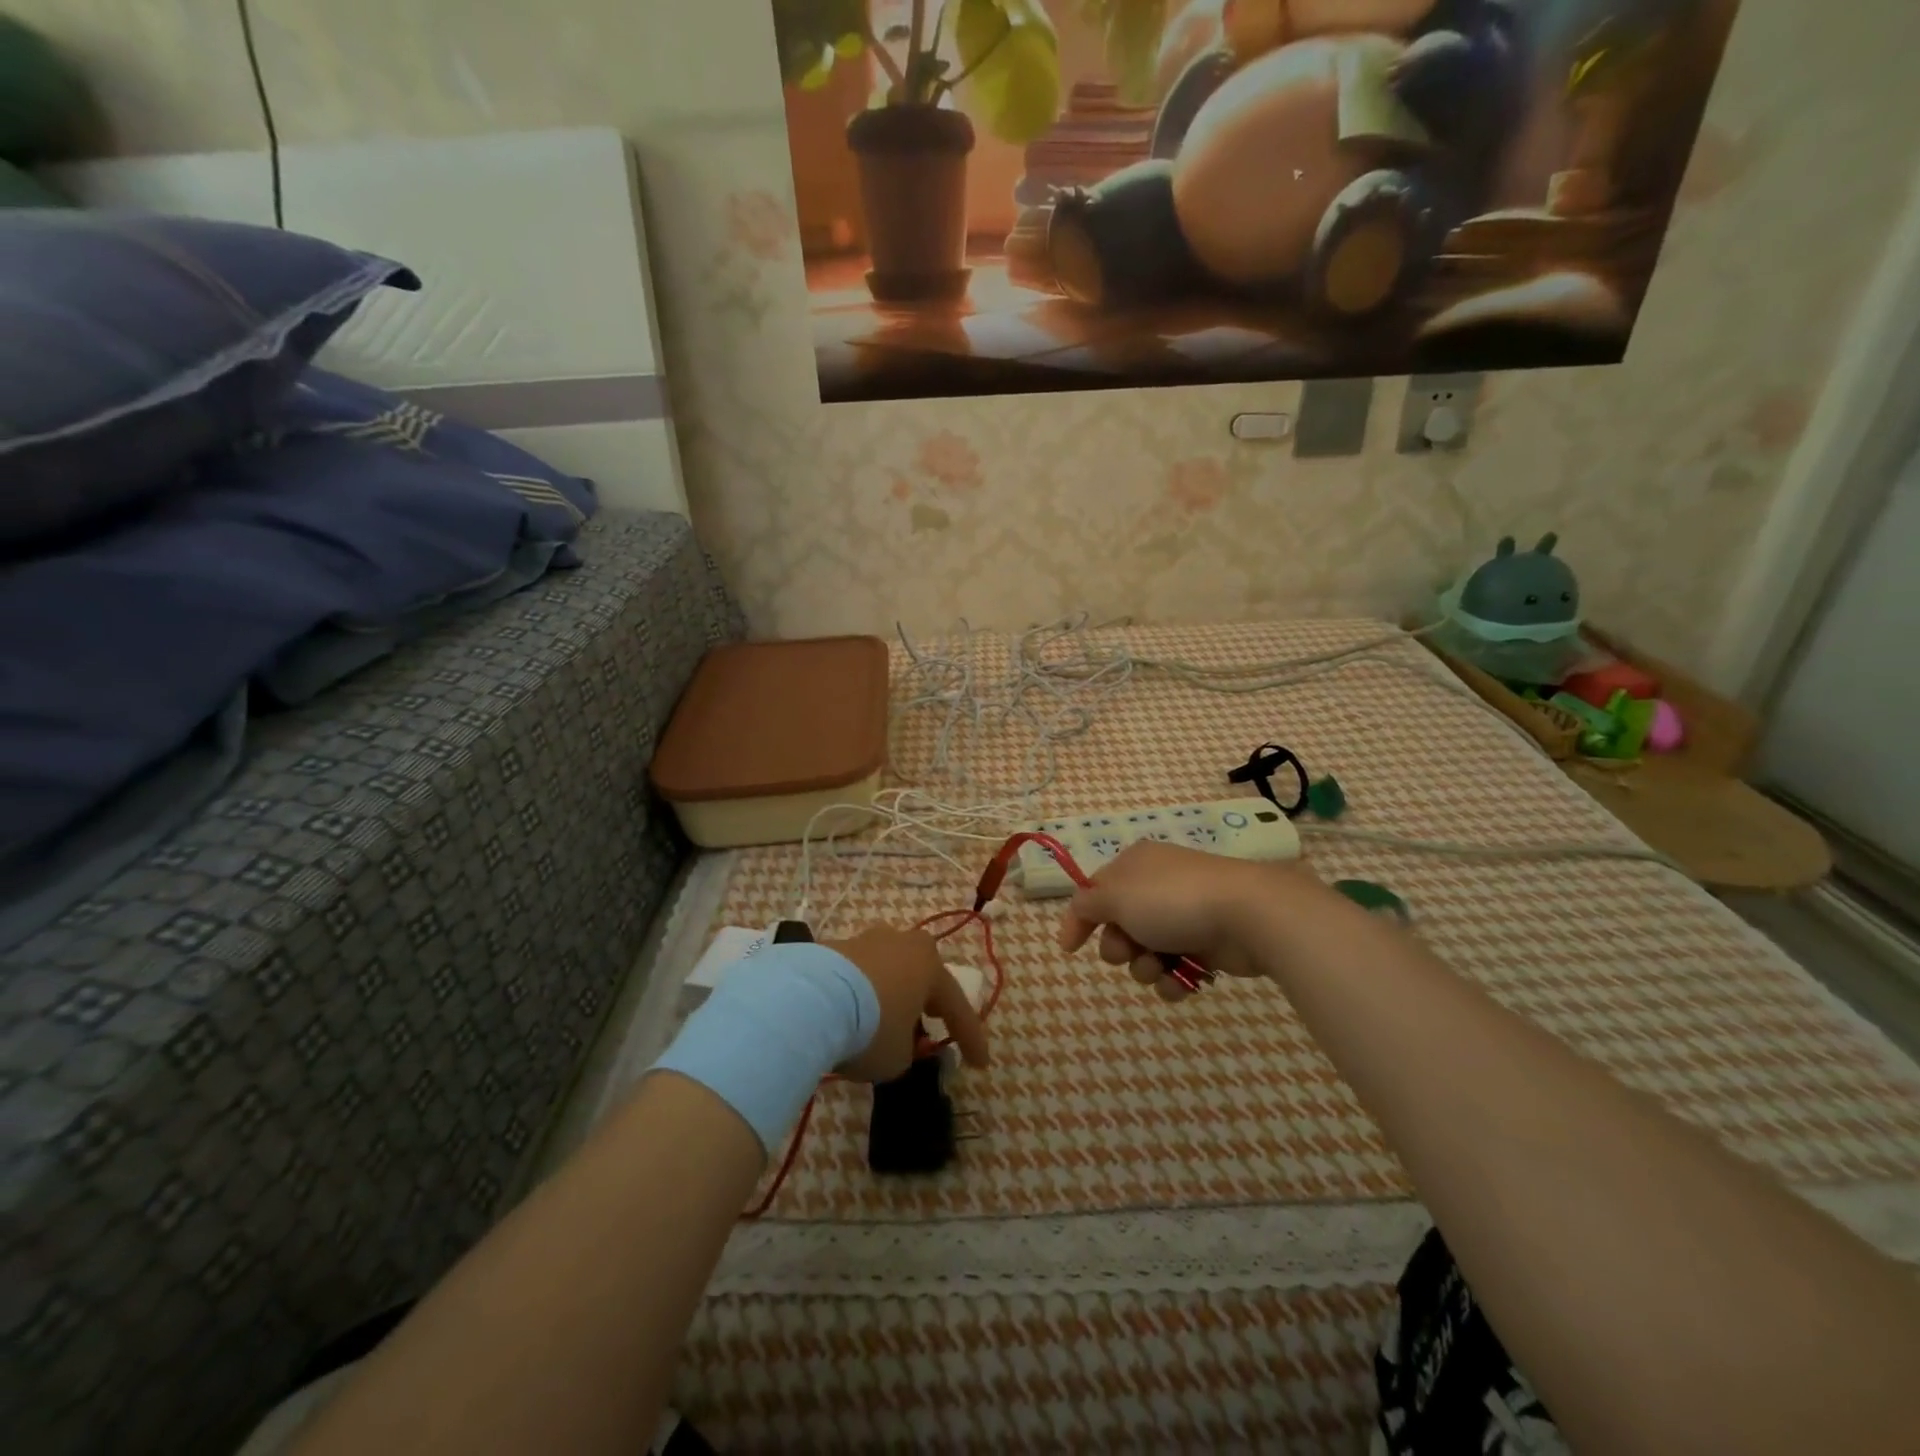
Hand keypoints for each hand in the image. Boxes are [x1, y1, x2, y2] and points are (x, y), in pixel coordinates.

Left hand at [823, 927, 989, 1081]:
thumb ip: (907, 1049)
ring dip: (891, 993)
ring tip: (886, 1017)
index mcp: (930, 965)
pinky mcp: (832, 948)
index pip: (957, 1006)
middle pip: (921, 974)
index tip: (980, 1064)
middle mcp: (902, 944)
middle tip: (934, 1019)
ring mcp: (865, 941)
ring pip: (887, 969)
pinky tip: (852, 1013)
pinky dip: (860, 994)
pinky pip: (857, 975)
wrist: (810, 999)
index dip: (970, 1038)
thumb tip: (897, 1043)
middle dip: (929, 999)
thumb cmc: (871, 1027)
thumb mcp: (898, 1057)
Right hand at [1057, 840, 1311, 999]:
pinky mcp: (1207, 944)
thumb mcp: (1116, 896)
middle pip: (1119, 926)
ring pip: (1146, 952)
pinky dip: (1174, 979)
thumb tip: (1077, 911)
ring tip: (1160, 967)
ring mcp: (1184, 916)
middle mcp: (1156, 887)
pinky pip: (1176, 969)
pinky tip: (1183, 981)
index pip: (1094, 891)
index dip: (1079, 919)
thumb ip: (1088, 905)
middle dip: (1119, 948)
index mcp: (1134, 866)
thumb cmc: (1173, 900)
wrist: (1247, 914)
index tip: (1070, 949)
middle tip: (1129, 951)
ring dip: (1146, 967)